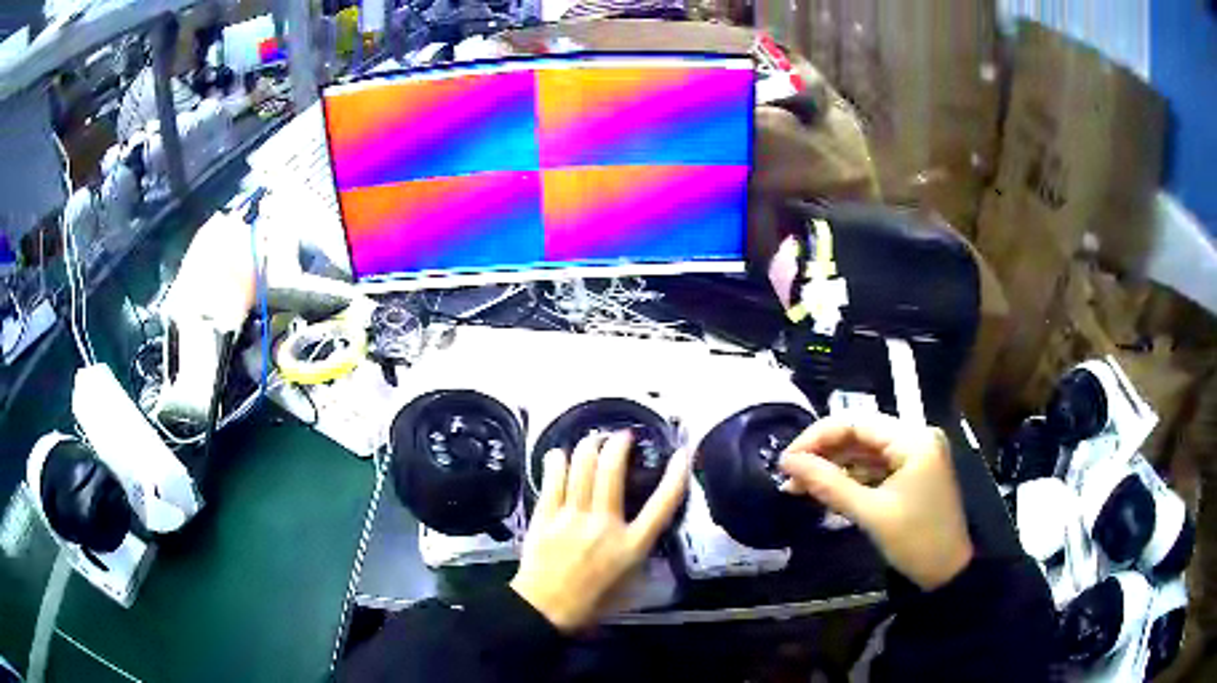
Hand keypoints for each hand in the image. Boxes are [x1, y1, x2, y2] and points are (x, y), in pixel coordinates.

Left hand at [510, 432, 689, 631]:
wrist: (546, 609)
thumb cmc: (592, 601)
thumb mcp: (630, 582)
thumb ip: (638, 552)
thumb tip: (642, 530)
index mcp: (631, 545)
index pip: (662, 505)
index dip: (676, 476)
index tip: (682, 454)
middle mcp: (604, 525)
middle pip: (612, 473)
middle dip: (618, 445)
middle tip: (621, 436)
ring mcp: (572, 518)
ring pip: (581, 469)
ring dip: (588, 447)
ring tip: (593, 439)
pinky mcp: (545, 517)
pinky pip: (553, 481)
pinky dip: (557, 462)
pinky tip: (559, 454)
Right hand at [778, 414, 972, 590]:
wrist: (948, 573)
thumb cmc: (915, 541)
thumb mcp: (870, 513)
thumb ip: (829, 484)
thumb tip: (789, 463)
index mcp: (913, 439)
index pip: (857, 423)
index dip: (818, 437)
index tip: (786, 460)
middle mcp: (917, 437)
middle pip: (861, 435)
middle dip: (823, 454)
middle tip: (789, 476)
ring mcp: (917, 455)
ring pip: (866, 452)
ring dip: (834, 467)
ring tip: (798, 486)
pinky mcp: (913, 473)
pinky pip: (876, 468)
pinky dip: (851, 478)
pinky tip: (825, 490)